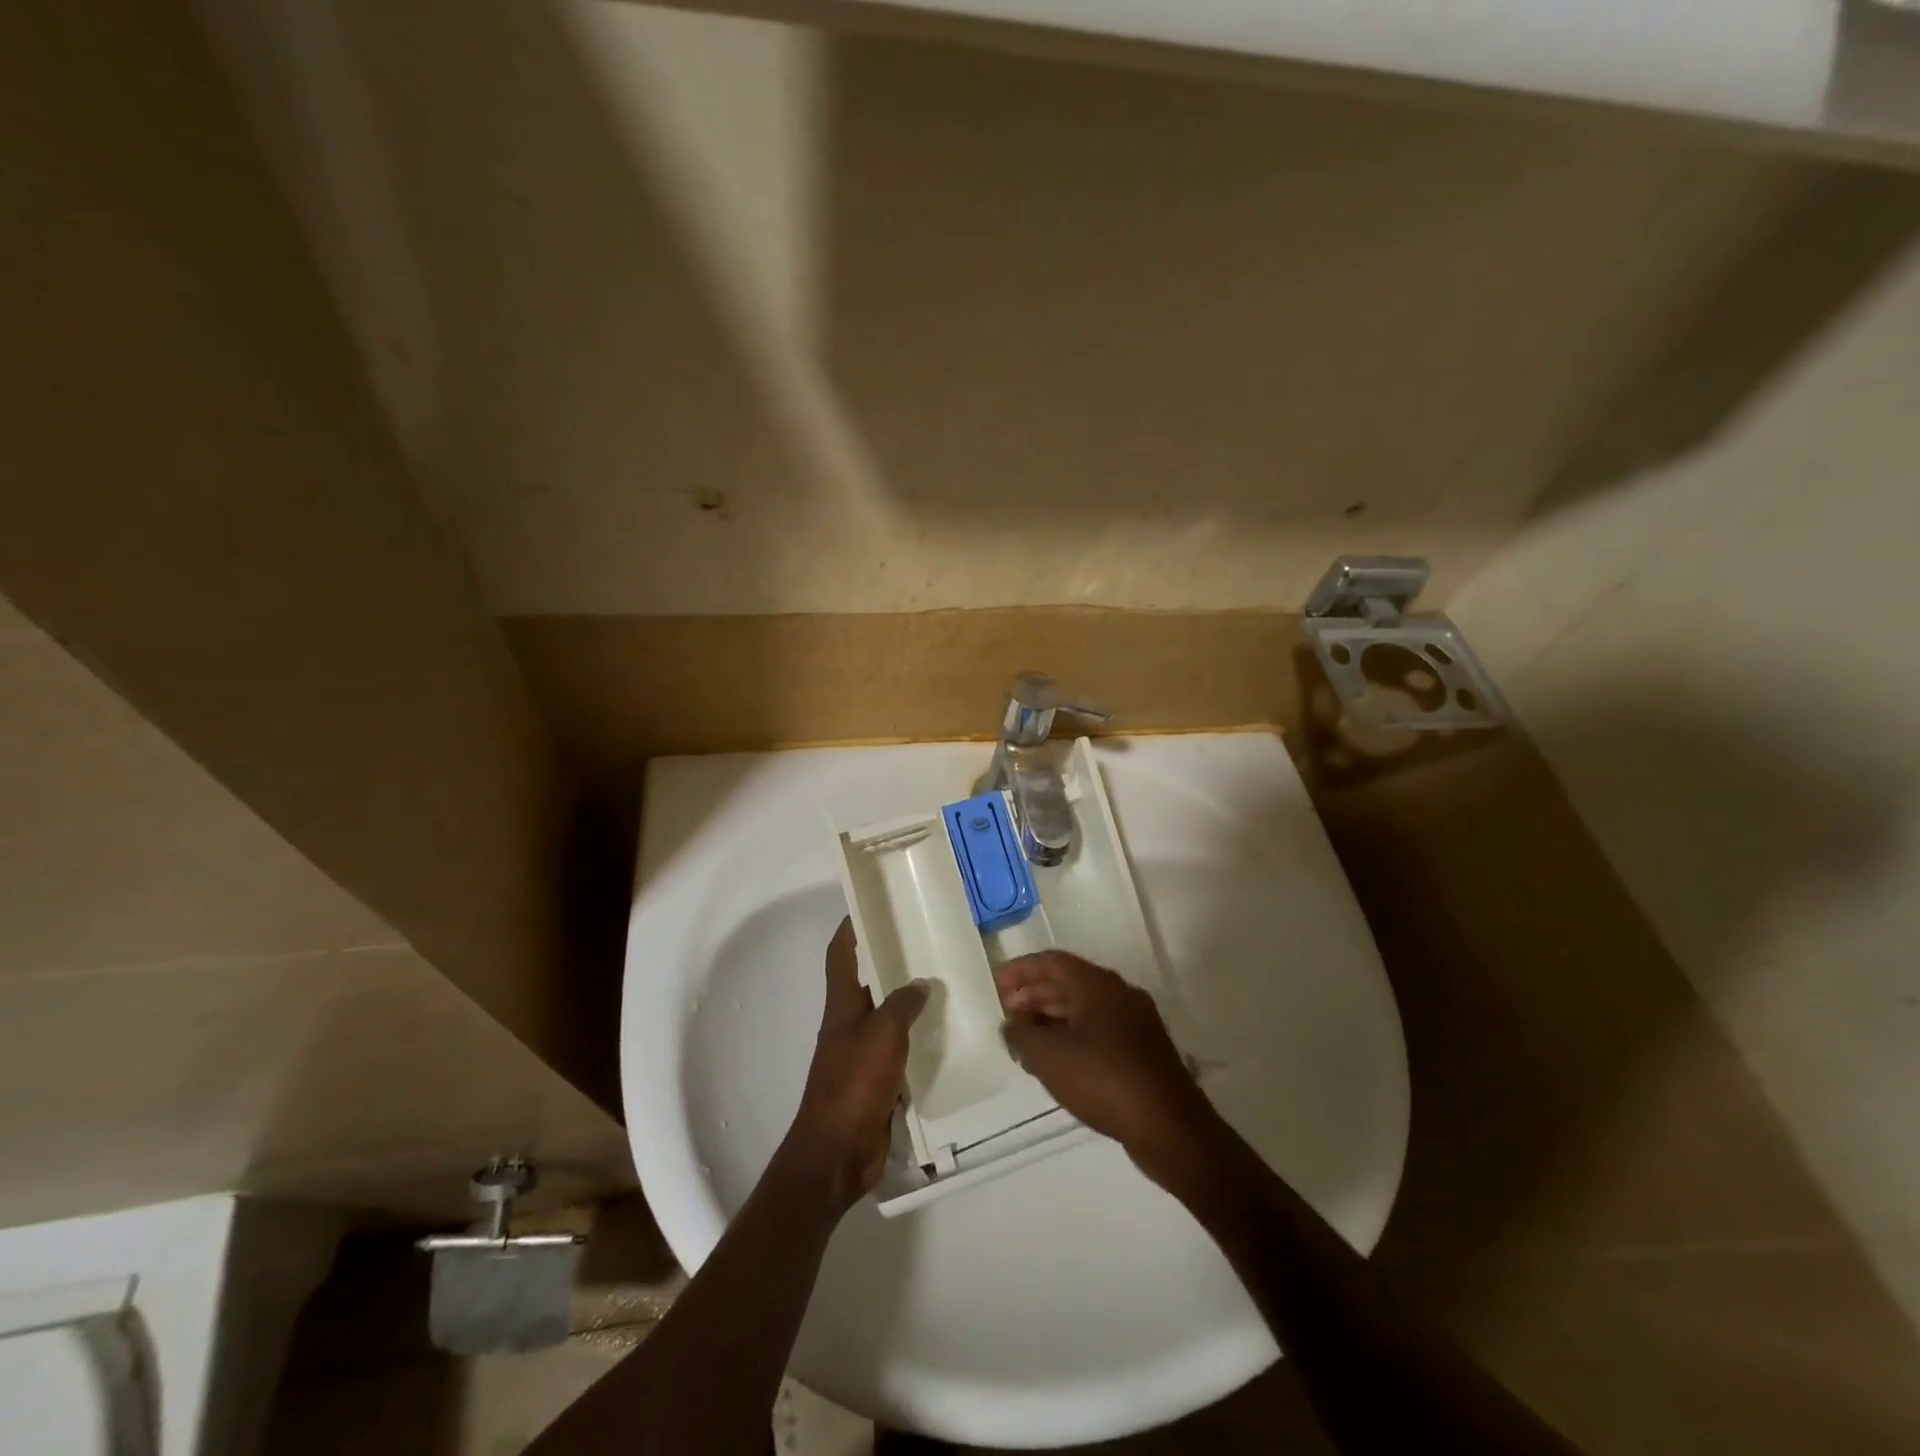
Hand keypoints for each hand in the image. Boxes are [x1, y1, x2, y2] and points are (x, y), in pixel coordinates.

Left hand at [783, 918, 928, 1211]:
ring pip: (887, 1014)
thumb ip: (901, 1005)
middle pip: (867, 981)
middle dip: (890, 959)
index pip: (841, 955)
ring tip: (945, 981)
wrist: (837, 1154)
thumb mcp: (881, 1035)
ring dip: (909, 999)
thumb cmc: (853, 1085)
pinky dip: (918, 1037)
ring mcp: (863, 1053)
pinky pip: (900, 1048)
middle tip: (926, 940)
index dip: (851, 928)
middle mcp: (850, 1023)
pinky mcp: (878, 1080)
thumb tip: (921, 983)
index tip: (871, 905)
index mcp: (842, 1005)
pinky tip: (946, 1032)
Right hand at [995, 951, 1210, 1167]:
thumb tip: (1011, 1024)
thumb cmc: (1104, 1080)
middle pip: (1068, 983)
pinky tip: (1057, 1061)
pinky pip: (1099, 1030)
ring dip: (1051, 1018)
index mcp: (1097, 984)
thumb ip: (1021, 1035)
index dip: (1020, 970)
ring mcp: (1135, 1021)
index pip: (1051, 961)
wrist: (1170, 1127)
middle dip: (1033, 995)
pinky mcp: (1143, 1050)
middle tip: (1006, 1014)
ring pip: (1084, 1008)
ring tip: (1024, 1041)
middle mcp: (1119, 993)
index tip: (995, 984)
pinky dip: (1073, 1036)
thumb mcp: (1050, 1057)